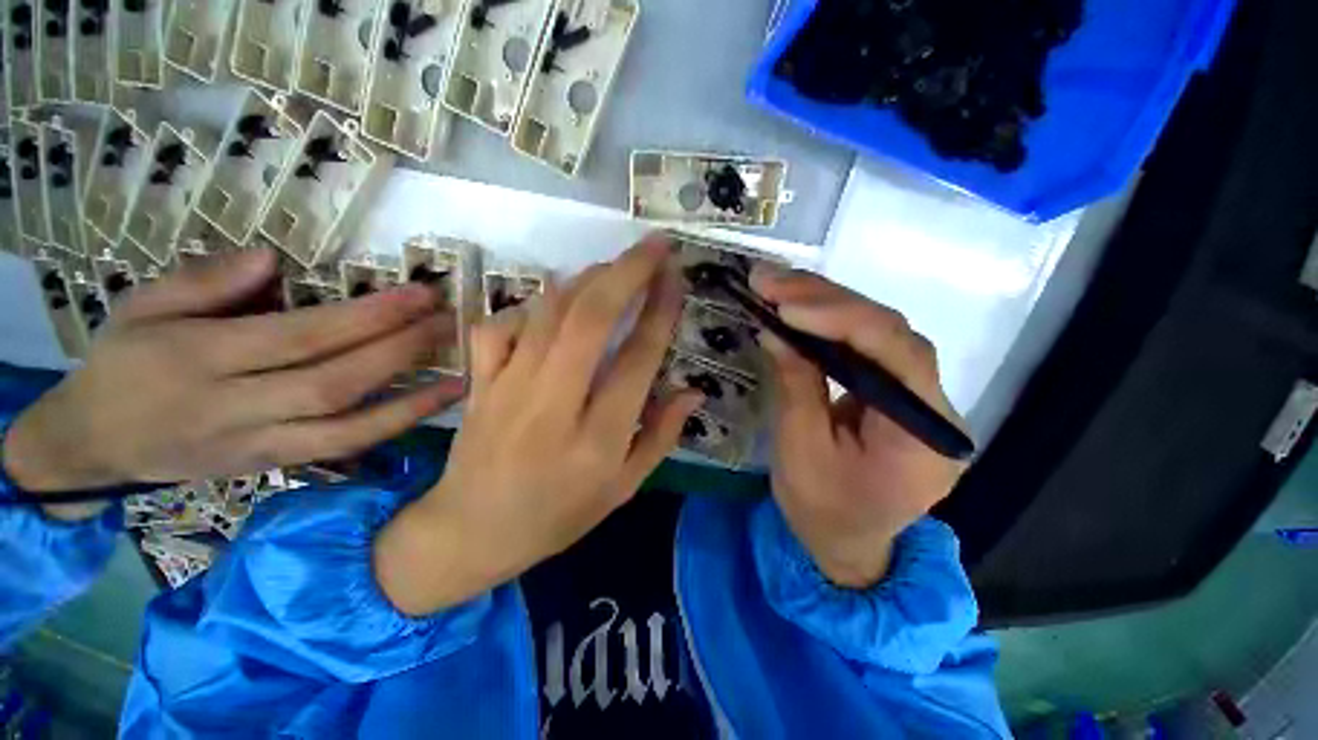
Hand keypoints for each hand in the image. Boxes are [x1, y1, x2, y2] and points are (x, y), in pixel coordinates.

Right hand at [3, 249, 461, 516]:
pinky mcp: (274, 466)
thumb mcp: (140, 306)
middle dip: (401, 349)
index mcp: (199, 358)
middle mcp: (235, 406)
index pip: (304, 334)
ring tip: (463, 373)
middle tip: (451, 322)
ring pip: (347, 425)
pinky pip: (342, 449)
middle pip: (336, 379)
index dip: (369, 316)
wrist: (94, 444)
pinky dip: (392, 427)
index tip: (422, 295)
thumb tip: (273, 258)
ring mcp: (259, 444)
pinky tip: (431, 405)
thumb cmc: (120, 363)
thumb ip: (202, 282)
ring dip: (413, 399)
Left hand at [374, 236, 700, 615]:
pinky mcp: (479, 381)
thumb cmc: (557, 517)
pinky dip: (532, 304)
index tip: (675, 278)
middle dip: (627, 273)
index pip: (637, 360)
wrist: (470, 532)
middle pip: (591, 320)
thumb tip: (693, 391)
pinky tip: (555, 305)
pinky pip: (502, 324)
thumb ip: (661, 436)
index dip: (660, 312)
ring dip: (587, 278)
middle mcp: (553, 406)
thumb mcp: (623, 488)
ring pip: (549, 312)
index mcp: (597, 440)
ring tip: (616, 265)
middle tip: (654, 247)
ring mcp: (508, 388)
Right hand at [751, 268, 967, 589]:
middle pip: (890, 333)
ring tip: (779, 287)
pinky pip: (869, 347)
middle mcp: (936, 408)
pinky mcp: (898, 393)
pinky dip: (831, 323)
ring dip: (826, 304)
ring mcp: (920, 398)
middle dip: (826, 300)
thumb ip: (796, 386)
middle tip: (771, 281)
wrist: (847, 545)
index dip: (841, 319)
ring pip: (881, 332)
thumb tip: (777, 330)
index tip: (785, 306)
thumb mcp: (800, 451)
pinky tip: (801, 309)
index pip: (897, 353)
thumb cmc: (822, 510)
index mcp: (922, 437)